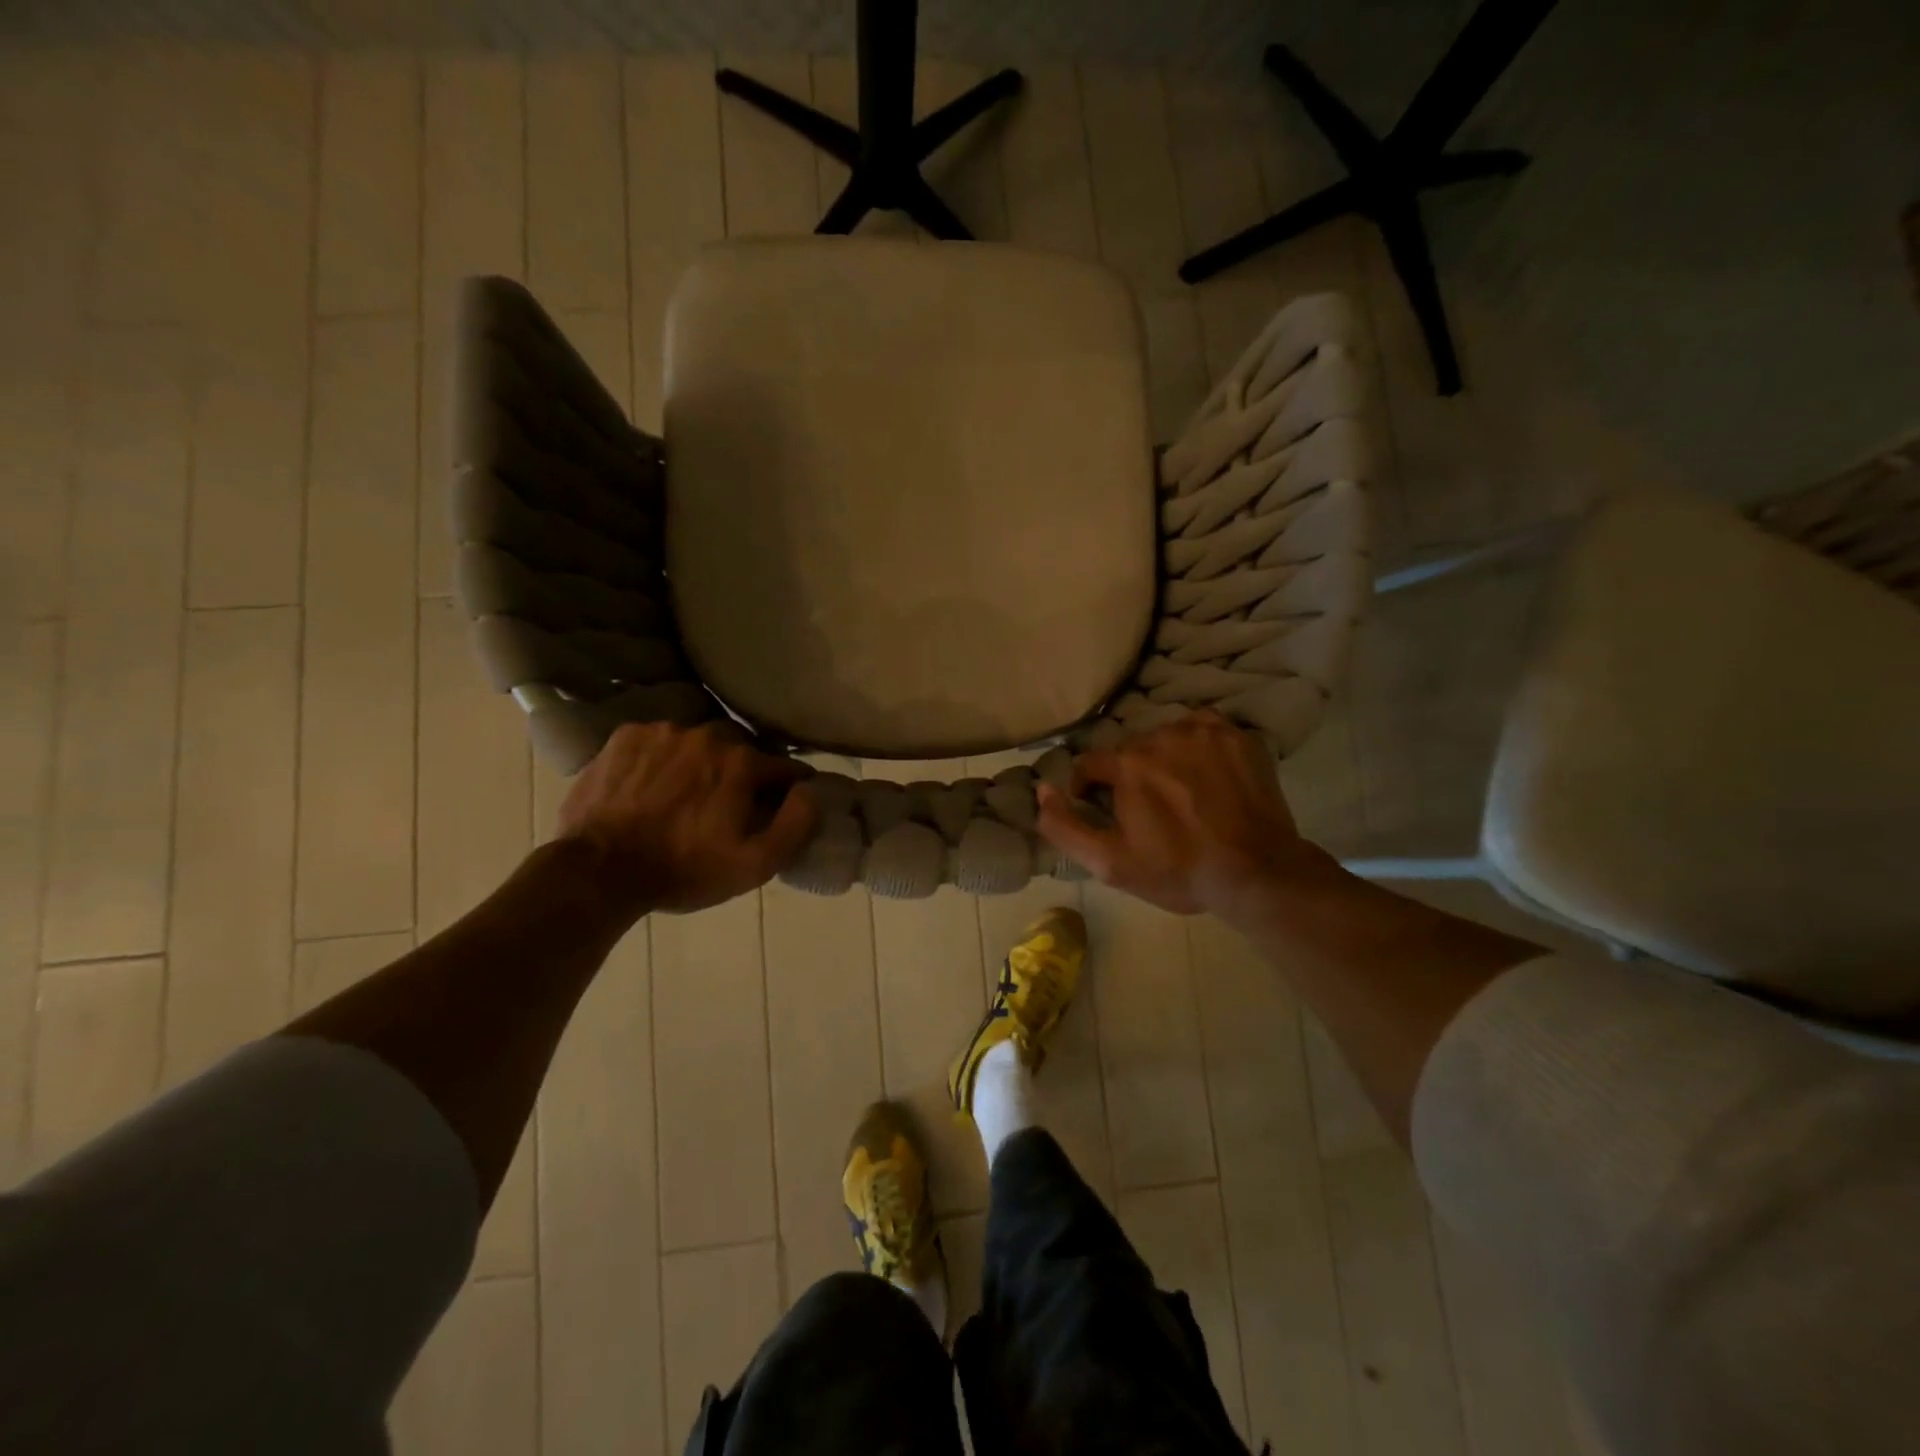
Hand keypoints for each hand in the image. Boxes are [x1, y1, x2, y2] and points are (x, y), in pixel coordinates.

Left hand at [557, 722, 819, 916]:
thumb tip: (811, 790)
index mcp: (742, 763)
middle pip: (741, 749)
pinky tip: (652, 787)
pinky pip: (658, 741)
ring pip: (697, 742)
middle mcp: (706, 735)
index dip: (787, 790)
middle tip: (727, 804)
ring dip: (700, 762)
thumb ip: (797, 824)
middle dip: (742, 772)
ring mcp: (662, 731)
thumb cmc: (683, 871)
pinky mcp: (625, 736)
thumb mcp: (754, 865)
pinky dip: (663, 758)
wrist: (598, 870)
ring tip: (684, 795)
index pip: (784, 768)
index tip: (779, 808)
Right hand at [1035, 710, 1332, 918]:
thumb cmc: (1179, 871)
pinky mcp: (1237, 736)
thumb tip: (1041, 790)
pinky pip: (1202, 730)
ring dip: (1163, 760)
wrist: (1258, 873)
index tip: (1102, 813)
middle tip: (1147, 811)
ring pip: (1165, 738)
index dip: (1088, 790)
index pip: (1090, 764)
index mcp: (1127, 764)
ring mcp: (1204, 731)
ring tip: (1181, 795)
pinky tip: (1206, 775)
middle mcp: (1161, 735)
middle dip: (1129, 776)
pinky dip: (1197, 747)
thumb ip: (1065, 826)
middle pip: (1129, 751)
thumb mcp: (1110, 863)